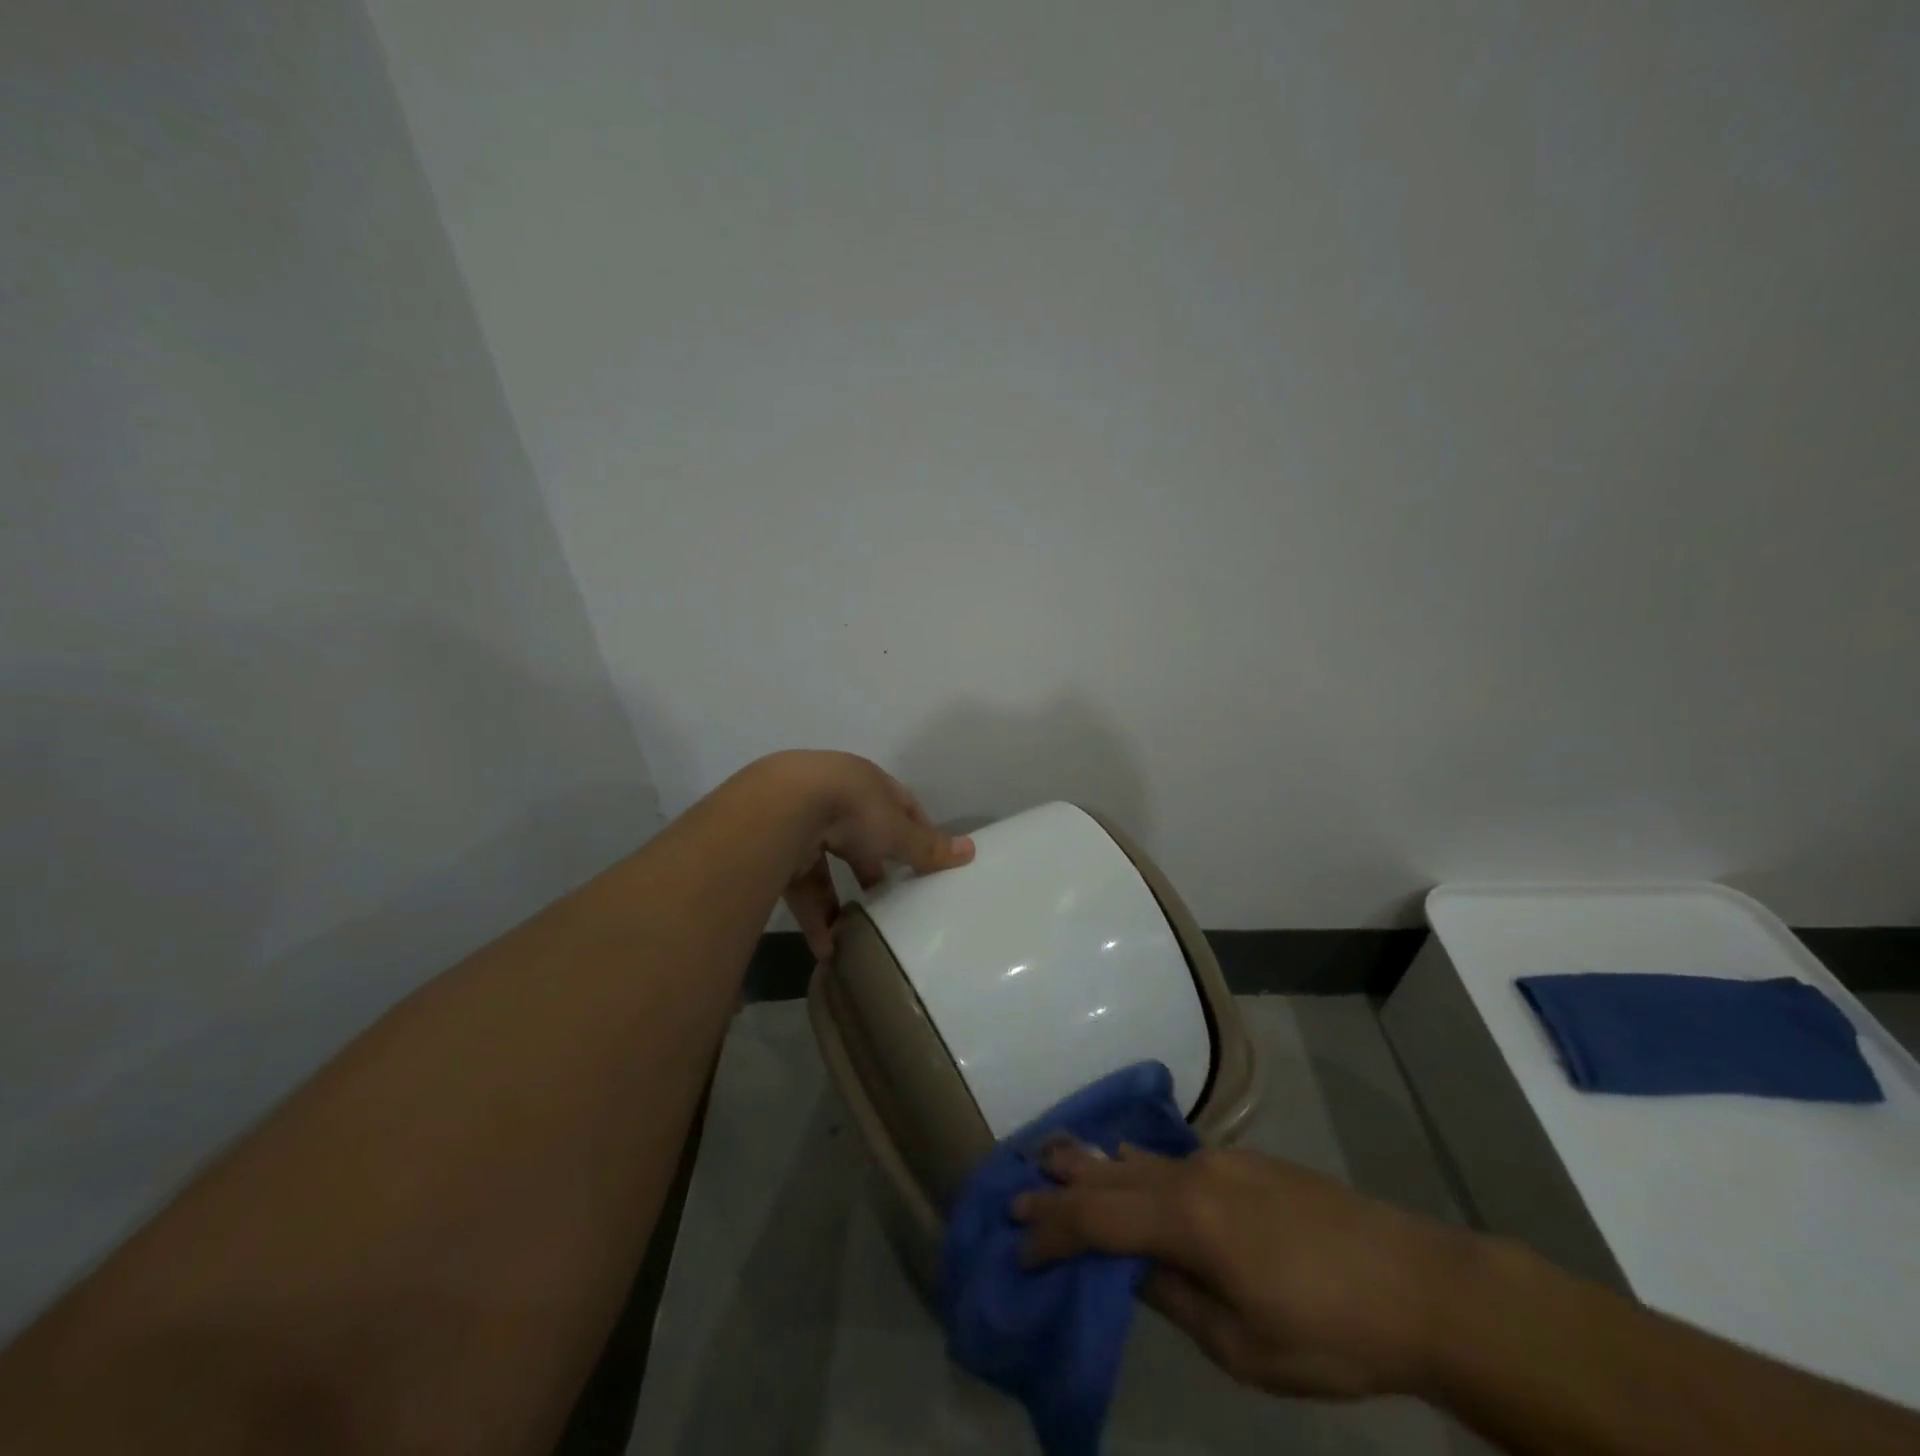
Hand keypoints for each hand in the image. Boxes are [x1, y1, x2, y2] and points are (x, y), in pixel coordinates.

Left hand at [759, 751, 974, 959]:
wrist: (779, 808)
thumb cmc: (852, 808)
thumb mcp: (897, 830)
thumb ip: (928, 846)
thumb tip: (972, 851)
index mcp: (866, 782)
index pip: (898, 803)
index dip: (915, 829)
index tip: (927, 858)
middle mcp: (833, 796)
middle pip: (860, 835)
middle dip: (874, 867)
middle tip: (892, 896)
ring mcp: (799, 822)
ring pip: (826, 864)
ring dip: (841, 899)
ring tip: (859, 931)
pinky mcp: (774, 850)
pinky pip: (800, 887)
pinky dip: (815, 916)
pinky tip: (828, 948)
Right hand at [1014, 1145, 1470, 1399]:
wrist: (1417, 1282)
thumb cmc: (1331, 1332)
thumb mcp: (1244, 1346)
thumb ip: (1175, 1298)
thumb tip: (1129, 1269)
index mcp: (1188, 1220)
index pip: (1099, 1220)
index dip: (1053, 1232)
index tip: (1017, 1244)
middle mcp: (1194, 1175)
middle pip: (1111, 1176)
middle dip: (1061, 1186)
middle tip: (1015, 1188)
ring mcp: (1221, 1162)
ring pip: (1140, 1159)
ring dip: (1093, 1164)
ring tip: (1052, 1156)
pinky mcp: (1245, 1162)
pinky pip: (1170, 1159)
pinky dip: (1133, 1163)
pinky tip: (1124, 1162)